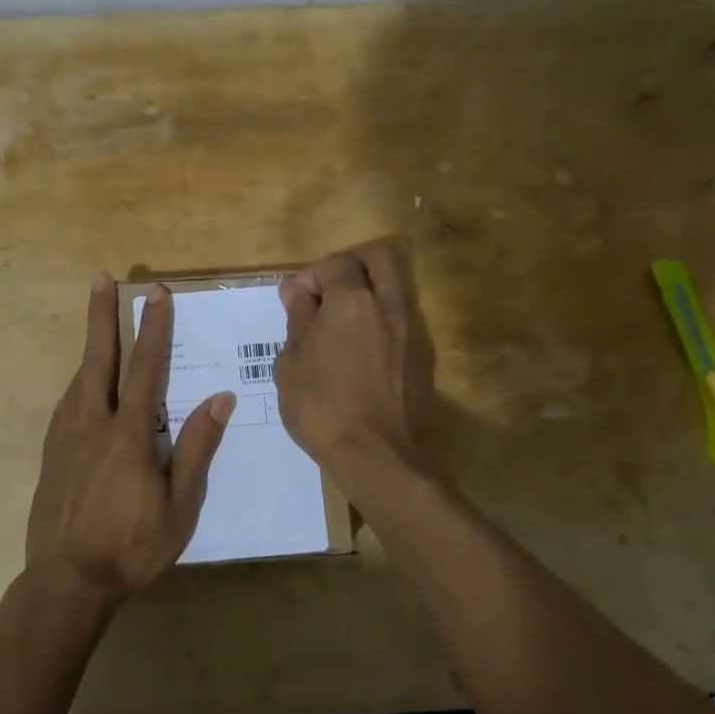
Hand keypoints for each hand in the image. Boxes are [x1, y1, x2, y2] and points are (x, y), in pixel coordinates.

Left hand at [25, 274, 234, 614]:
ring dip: (91, 344)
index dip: (154, 329)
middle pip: (99, 358)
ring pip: (79, 377)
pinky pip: (67, 402)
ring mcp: (66, 436)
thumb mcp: (179, 505)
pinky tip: (83, 383)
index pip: (146, 369)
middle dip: (103, 316)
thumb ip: (197, 448)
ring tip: (98, 320)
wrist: (66, 582)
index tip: (157, 296)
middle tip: (103, 279)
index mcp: (129, 434)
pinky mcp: (51, 453)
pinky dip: (79, 379)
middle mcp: (93, 423)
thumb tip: (219, 398)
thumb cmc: (132, 546)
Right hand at [274, 240, 437, 479]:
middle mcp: (388, 306)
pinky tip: (361, 350)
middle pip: (382, 257)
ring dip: (370, 293)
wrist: (378, 456)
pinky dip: (381, 321)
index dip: (311, 277)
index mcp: (352, 302)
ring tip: (343, 323)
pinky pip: (402, 320)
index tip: (295, 302)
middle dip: (353, 264)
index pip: (336, 264)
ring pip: (396, 287)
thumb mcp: (291, 364)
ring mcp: (411, 330)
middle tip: (330, 291)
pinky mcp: (423, 356)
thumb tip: (298, 293)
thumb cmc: (322, 408)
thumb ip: (298, 320)